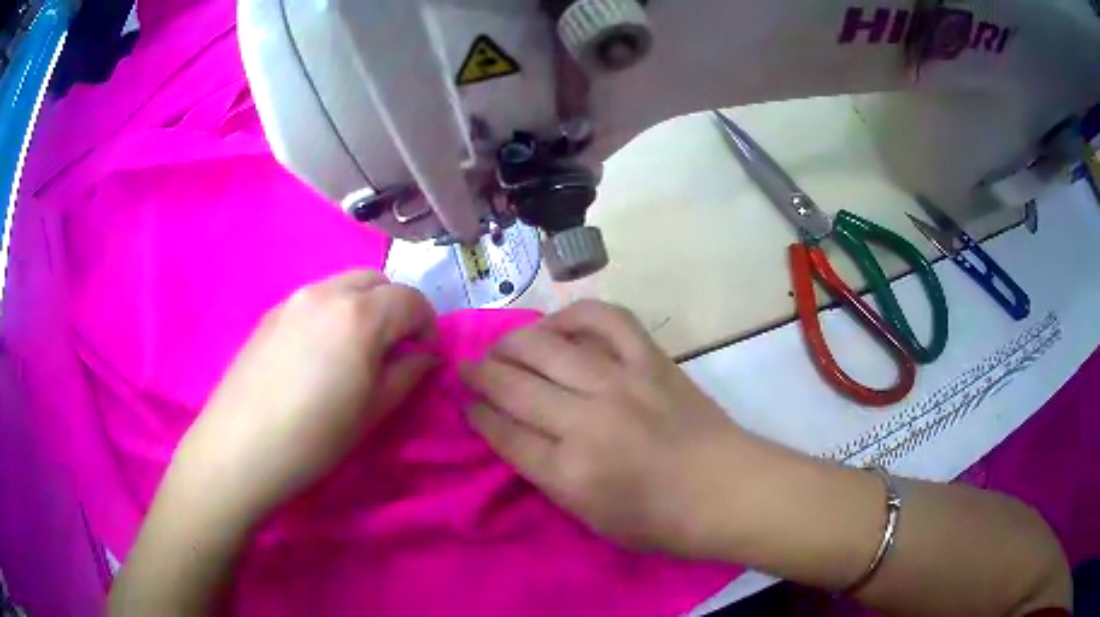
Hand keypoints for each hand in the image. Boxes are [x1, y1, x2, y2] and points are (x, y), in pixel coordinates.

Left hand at [172, 270, 437, 521]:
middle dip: (396, 307)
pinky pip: (314, 299)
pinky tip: (319, 354)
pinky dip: (333, 312)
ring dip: (364, 306)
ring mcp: (293, 299)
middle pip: (377, 281)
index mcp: (360, 315)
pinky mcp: (271, 313)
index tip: (426, 354)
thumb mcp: (373, 412)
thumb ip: (407, 374)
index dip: (428, 324)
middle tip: (395, 348)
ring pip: (344, 285)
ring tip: (356, 350)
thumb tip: (426, 356)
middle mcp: (327, 292)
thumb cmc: (315, 438)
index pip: (411, 299)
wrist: (240, 448)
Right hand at [461, 299, 752, 557]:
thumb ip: (549, 476)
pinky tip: (559, 324)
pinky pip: (606, 319)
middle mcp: (587, 421)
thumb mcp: (590, 518)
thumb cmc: (661, 521)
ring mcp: (621, 382)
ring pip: (546, 346)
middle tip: (468, 369)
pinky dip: (575, 315)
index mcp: (569, 472)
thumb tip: (516, 436)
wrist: (727, 490)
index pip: (503, 433)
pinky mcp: (650, 359)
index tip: (466, 405)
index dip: (477, 416)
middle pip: (514, 385)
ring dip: (512, 342)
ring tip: (502, 346)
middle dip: (480, 373)